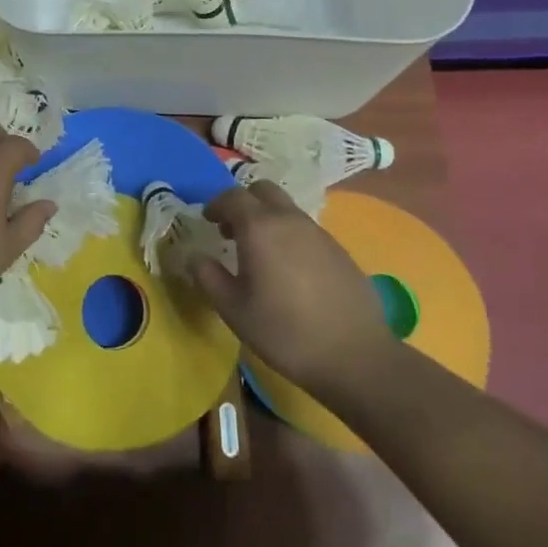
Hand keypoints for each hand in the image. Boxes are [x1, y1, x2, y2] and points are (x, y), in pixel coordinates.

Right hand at [193, 182, 395, 397]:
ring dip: (267, 218)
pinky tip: (289, 270)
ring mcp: (319, 232)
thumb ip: (208, 277)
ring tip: (259, 253)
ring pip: (286, 208)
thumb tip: (193, 256)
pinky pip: (306, 229)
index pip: (232, 197)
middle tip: (232, 230)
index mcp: (260, 228)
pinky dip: (289, 235)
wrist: (354, 355)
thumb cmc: (284, 332)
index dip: (216, 205)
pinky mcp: (339, 249)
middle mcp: (290, 219)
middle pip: (263, 190)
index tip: (208, 221)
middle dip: (243, 202)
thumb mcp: (234, 310)